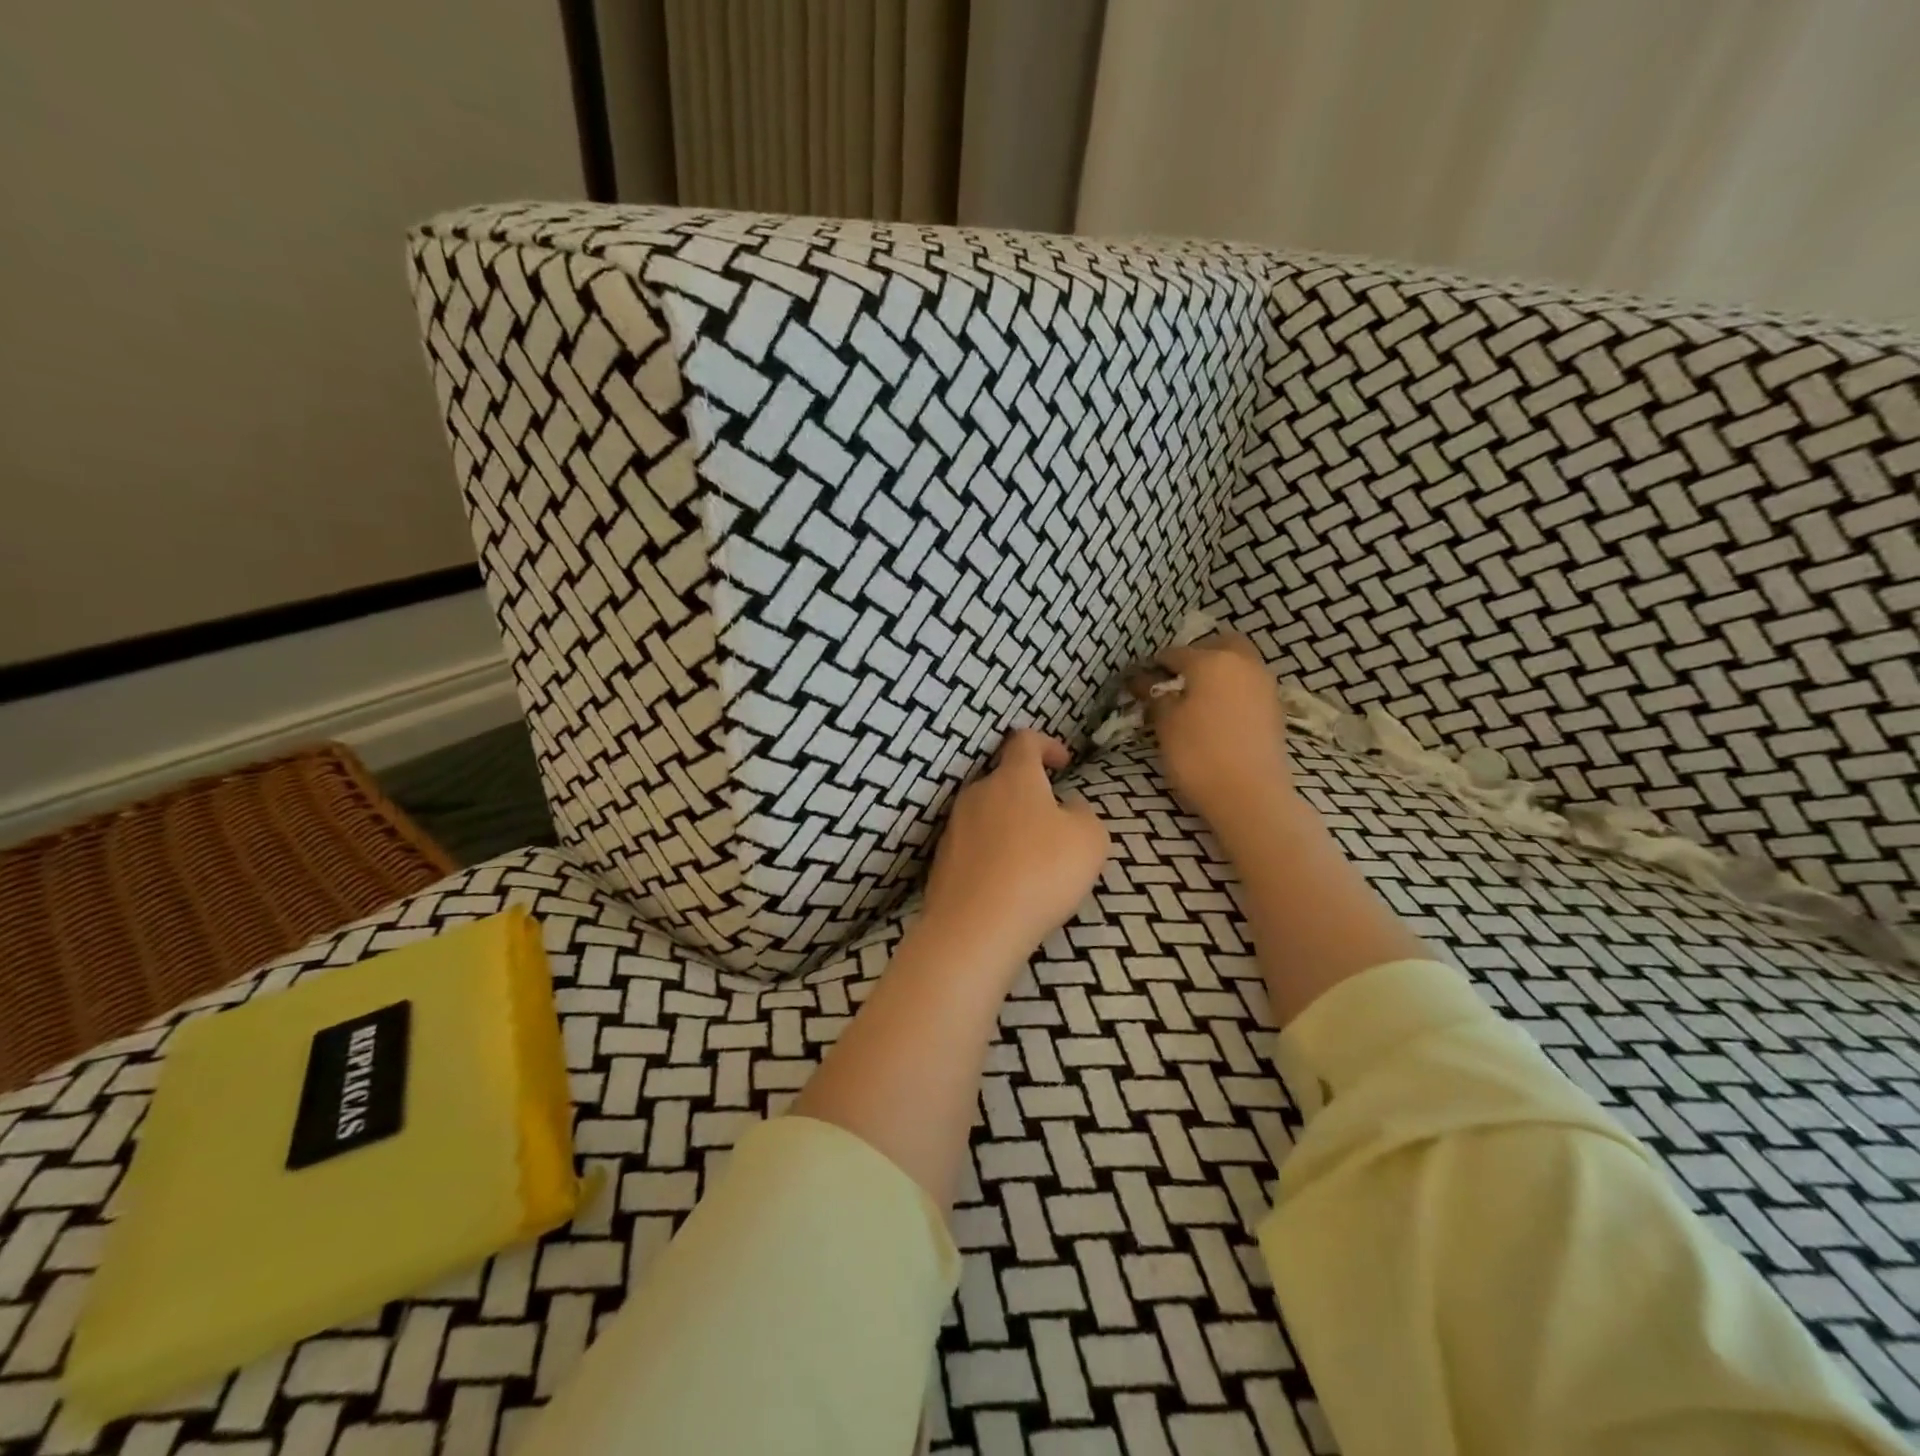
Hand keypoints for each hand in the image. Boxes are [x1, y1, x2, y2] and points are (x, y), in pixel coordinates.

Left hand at [921, 729, 1109, 969]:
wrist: (977, 927)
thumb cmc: (1042, 871)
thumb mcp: (1089, 839)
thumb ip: (1083, 814)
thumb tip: (1068, 808)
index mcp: (1013, 778)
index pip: (1024, 741)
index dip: (1046, 745)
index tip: (1063, 763)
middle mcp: (977, 794)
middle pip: (1003, 781)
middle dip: (1029, 795)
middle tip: (1053, 823)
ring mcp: (954, 828)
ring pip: (987, 815)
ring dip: (1010, 827)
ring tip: (1033, 860)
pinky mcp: (942, 862)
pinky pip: (974, 847)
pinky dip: (992, 855)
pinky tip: (1007, 884)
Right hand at [1140, 634, 1292, 827]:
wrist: (1250, 795)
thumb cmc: (1198, 754)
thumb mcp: (1166, 724)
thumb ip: (1156, 697)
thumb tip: (1145, 682)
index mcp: (1211, 660)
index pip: (1175, 653)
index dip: (1156, 665)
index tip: (1142, 680)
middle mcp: (1243, 663)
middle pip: (1220, 644)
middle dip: (1199, 653)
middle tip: (1179, 677)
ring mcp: (1265, 685)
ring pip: (1240, 663)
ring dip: (1220, 671)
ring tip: (1198, 697)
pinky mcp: (1275, 709)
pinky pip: (1249, 686)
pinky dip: (1234, 690)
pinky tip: (1219, 713)